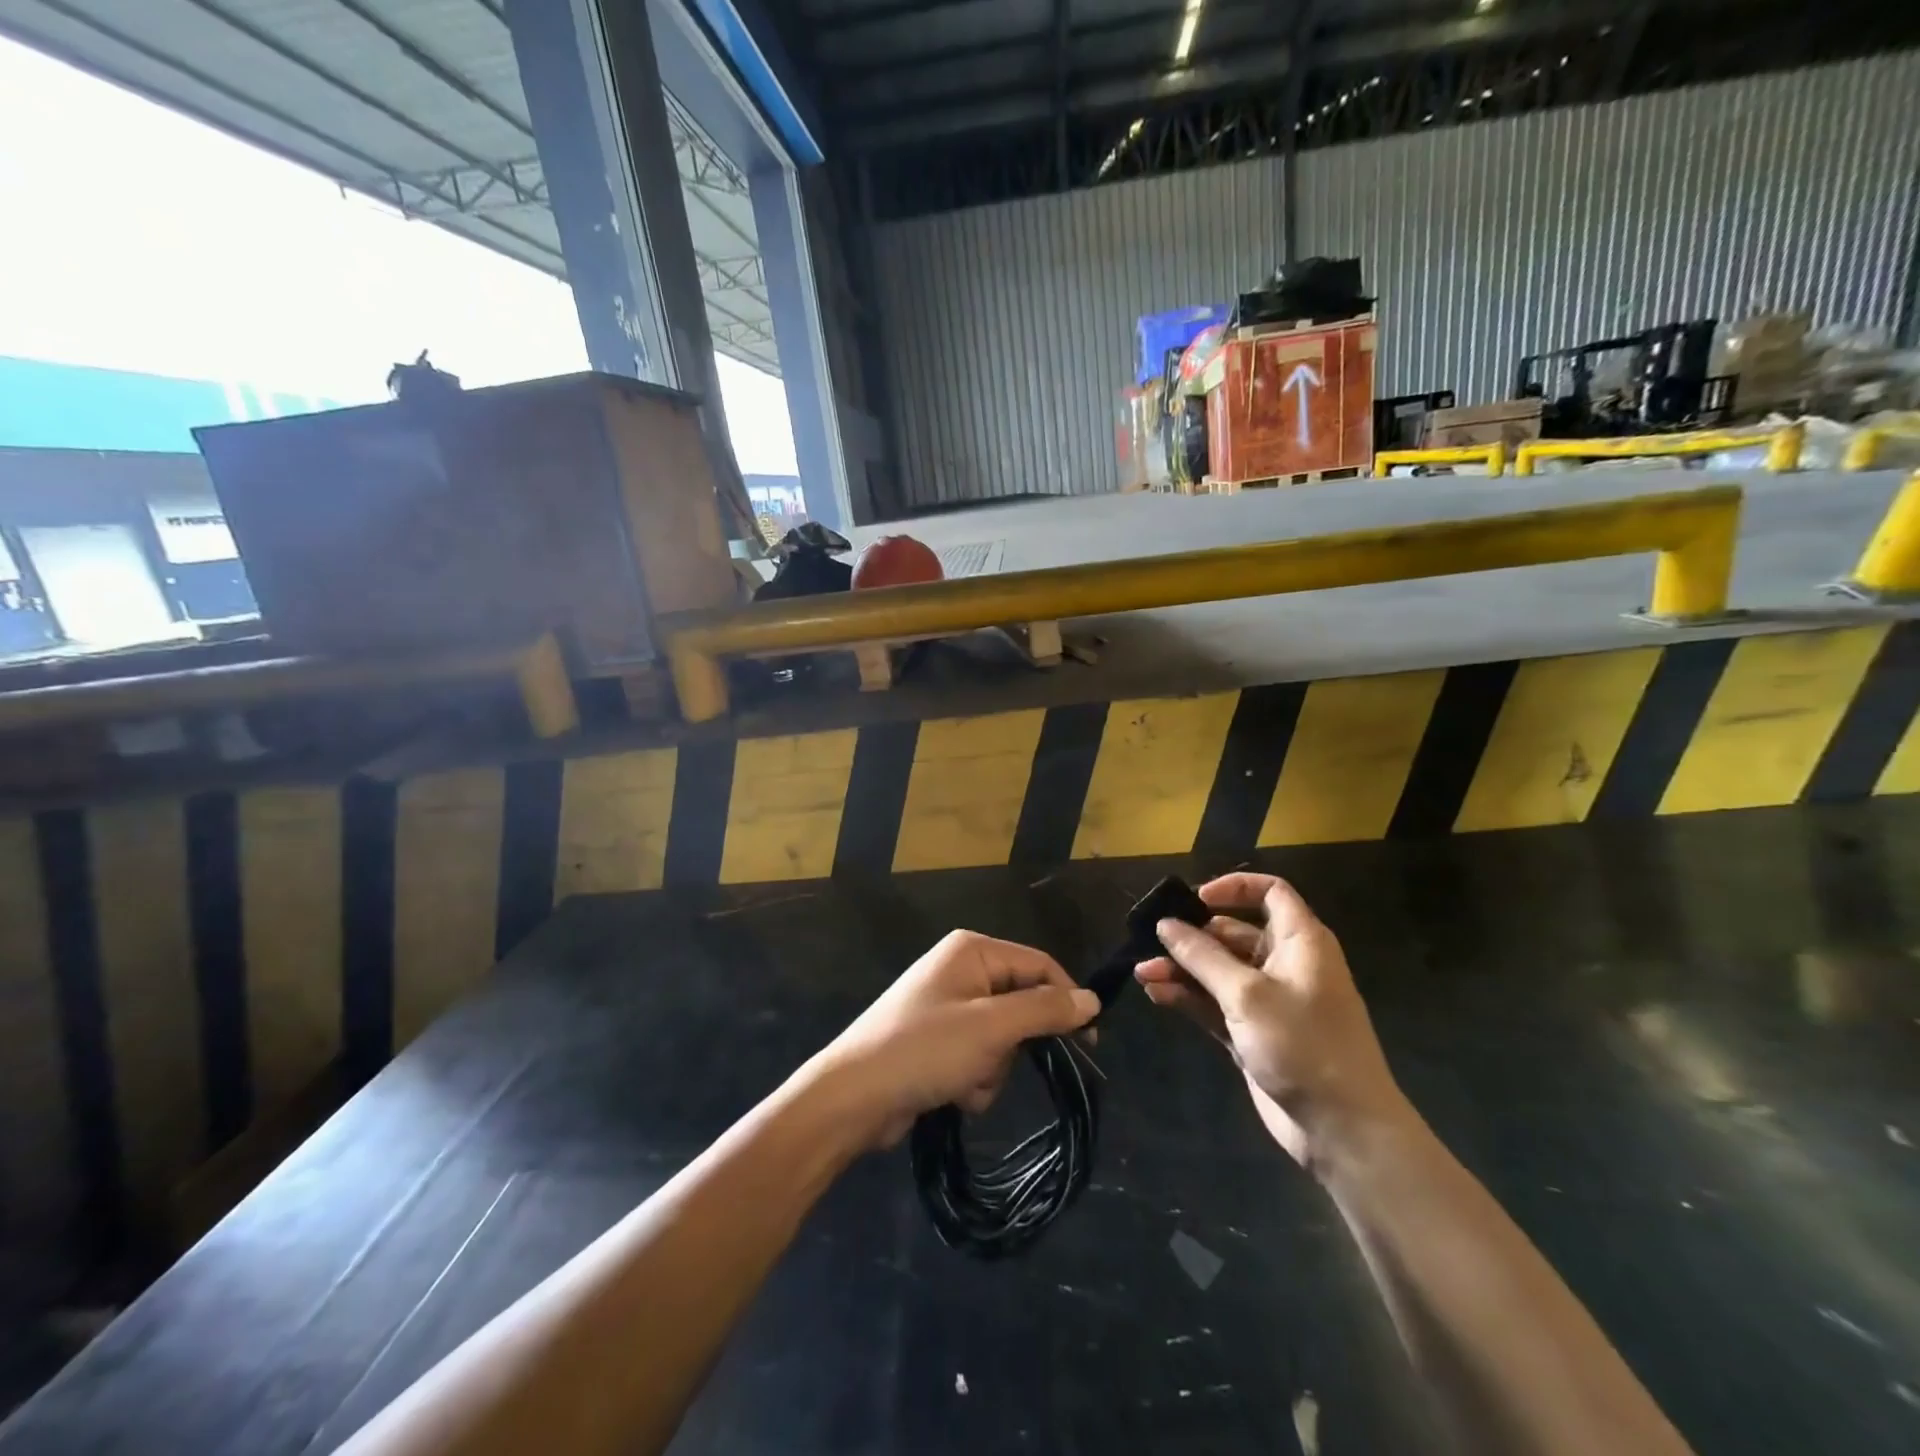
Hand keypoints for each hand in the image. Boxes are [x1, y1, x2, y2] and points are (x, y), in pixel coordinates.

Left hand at [810, 930, 1098, 1150]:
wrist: (854, 1097)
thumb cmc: (924, 1050)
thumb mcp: (991, 1028)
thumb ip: (1044, 1010)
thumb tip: (1093, 998)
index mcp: (973, 950)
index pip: (1039, 965)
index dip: (1066, 1000)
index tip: (1088, 1043)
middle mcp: (961, 970)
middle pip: (1021, 1003)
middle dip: (1015, 1044)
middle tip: (998, 1063)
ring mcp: (948, 1006)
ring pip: (1003, 1037)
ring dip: (994, 1067)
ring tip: (966, 1082)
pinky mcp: (939, 1040)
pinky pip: (980, 1055)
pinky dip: (975, 1078)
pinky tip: (953, 1092)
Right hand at [1135, 873, 1406, 1169]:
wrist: (1342, 1129)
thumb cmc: (1303, 1046)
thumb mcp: (1247, 994)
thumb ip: (1202, 956)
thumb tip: (1165, 924)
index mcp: (1300, 942)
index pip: (1271, 893)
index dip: (1234, 888)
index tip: (1195, 898)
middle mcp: (1284, 964)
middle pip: (1233, 933)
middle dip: (1192, 936)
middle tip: (1151, 940)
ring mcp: (1268, 1001)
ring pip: (1217, 971)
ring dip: (1182, 969)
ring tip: (1142, 973)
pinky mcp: (1252, 1032)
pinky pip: (1214, 1003)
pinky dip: (1188, 997)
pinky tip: (1157, 995)